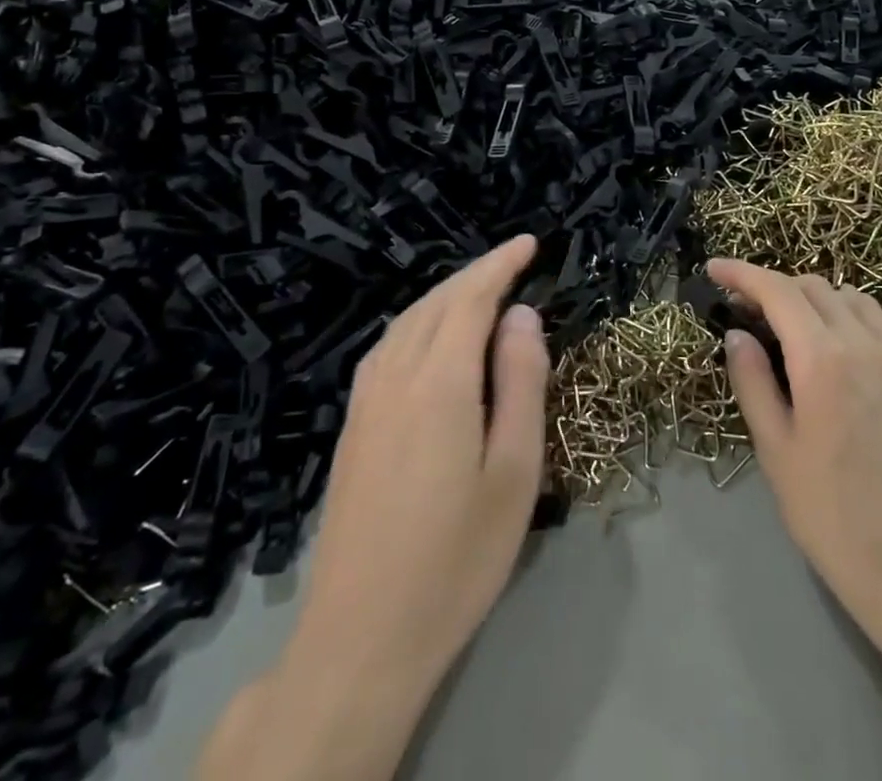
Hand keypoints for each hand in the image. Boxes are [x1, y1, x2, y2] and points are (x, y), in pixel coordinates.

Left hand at [201, 236, 547, 780]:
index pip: (471, 297)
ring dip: (446, 294)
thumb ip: (522, 382)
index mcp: (439, 381)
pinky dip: (419, 321)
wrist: (360, 637)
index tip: (529, 243)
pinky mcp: (353, 426)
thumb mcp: (515, 472)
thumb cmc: (456, 557)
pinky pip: (388, 346)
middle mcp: (395, 376)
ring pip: (408, 320)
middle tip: (514, 260)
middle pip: (437, 301)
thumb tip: (521, 314)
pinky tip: (432, 337)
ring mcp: (365, 401)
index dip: (500, 264)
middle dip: (476, 273)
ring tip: (482, 290)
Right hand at [712, 259, 881, 684]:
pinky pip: (878, 320)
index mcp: (823, 358)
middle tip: (742, 309)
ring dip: (812, 295)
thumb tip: (736, 335)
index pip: (777, 291)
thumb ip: (754, 384)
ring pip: (849, 297)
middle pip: (813, 286)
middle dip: (773, 286)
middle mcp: (864, 342)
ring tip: (786, 324)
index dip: (741, 273)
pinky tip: (834, 344)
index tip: (712, 268)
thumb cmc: (838, 521)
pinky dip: (847, 312)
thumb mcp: (778, 455)